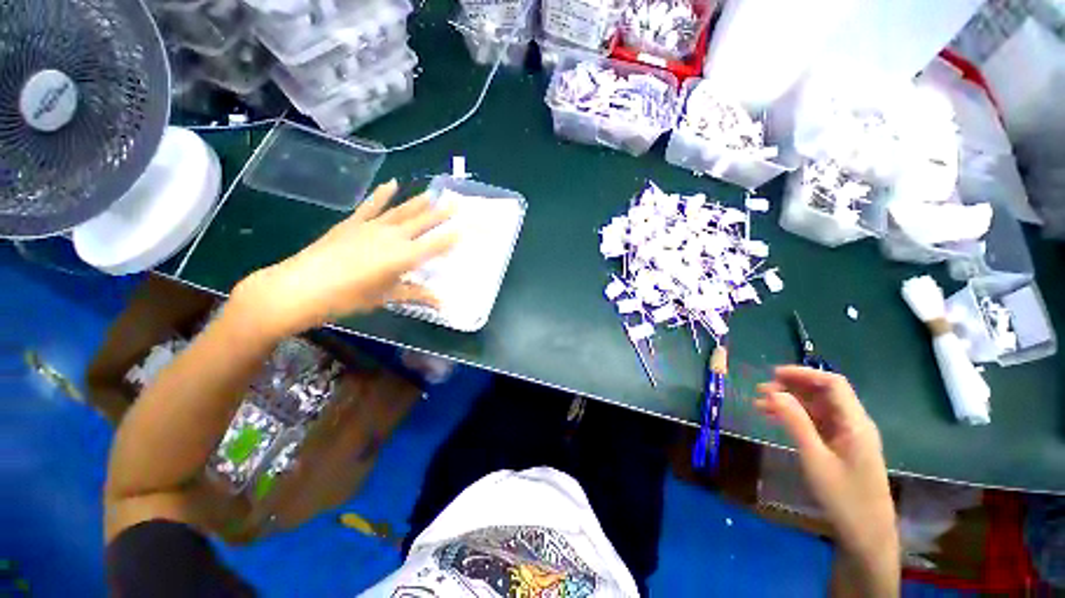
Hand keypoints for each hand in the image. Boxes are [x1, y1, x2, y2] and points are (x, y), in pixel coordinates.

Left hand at [236, 180, 456, 336]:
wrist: (300, 287)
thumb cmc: (348, 298)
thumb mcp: (385, 298)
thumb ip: (416, 295)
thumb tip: (442, 303)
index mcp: (404, 257)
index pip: (434, 245)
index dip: (450, 238)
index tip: (465, 229)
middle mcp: (392, 237)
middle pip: (422, 223)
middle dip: (440, 214)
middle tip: (455, 203)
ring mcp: (372, 226)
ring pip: (402, 211)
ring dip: (419, 202)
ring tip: (433, 193)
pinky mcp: (353, 223)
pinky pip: (372, 205)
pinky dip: (382, 194)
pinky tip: (393, 183)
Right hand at [755, 367, 896, 562]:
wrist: (866, 534)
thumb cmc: (843, 496)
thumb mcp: (815, 458)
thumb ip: (796, 422)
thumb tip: (774, 393)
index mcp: (855, 423)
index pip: (832, 384)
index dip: (803, 374)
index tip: (773, 374)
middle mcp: (854, 423)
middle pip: (824, 393)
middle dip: (792, 387)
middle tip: (761, 391)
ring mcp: (848, 435)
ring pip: (818, 407)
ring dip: (790, 402)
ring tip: (760, 405)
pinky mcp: (841, 446)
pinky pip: (817, 422)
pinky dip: (796, 417)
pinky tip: (776, 419)